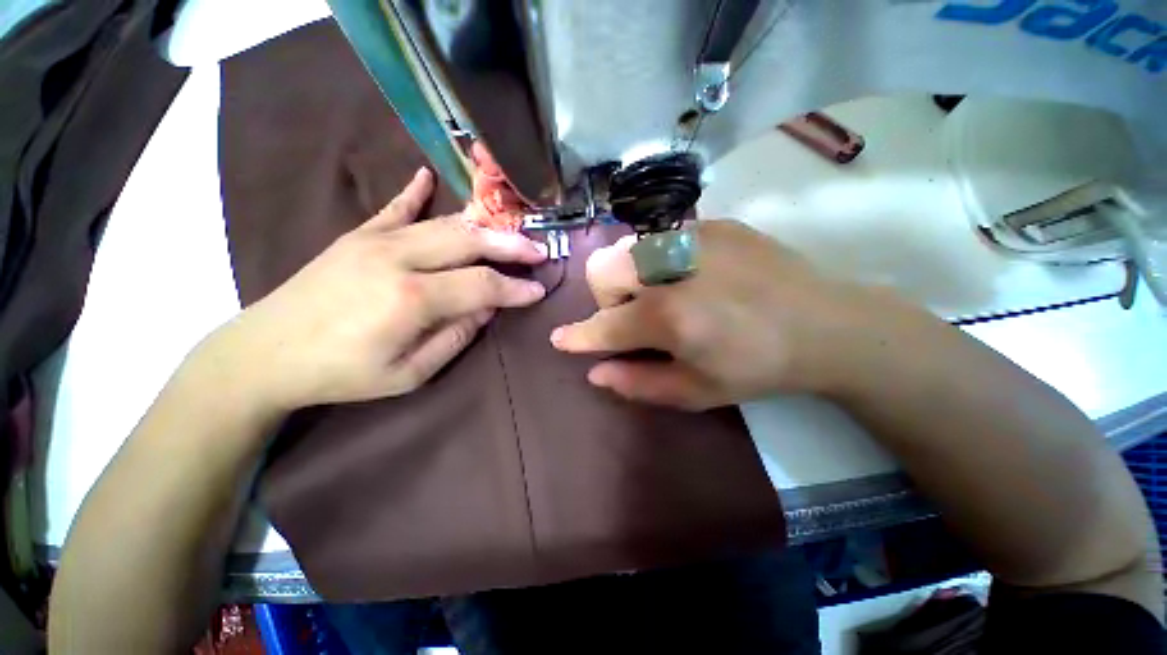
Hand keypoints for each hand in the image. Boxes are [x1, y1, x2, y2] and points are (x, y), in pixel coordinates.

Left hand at [210, 168, 546, 410]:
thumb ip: (455, 337)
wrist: (265, 353)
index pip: (482, 285)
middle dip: (511, 246)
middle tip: (538, 252)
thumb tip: (486, 309)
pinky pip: (394, 208)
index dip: (515, 289)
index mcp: (412, 299)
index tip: (539, 291)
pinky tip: (426, 176)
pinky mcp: (358, 236)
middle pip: (469, 242)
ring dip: (484, 228)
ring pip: (444, 224)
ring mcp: (376, 240)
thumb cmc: (342, 373)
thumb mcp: (410, 372)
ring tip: (510, 233)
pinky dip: (415, 193)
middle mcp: (398, 259)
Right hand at [551, 219, 879, 409]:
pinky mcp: (713, 224)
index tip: (559, 340)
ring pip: (627, 249)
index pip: (603, 326)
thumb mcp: (696, 390)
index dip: (578, 336)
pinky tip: (693, 276)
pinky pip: (662, 238)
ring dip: (631, 277)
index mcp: (667, 315)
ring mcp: (691, 237)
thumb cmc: (758, 366)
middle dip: (608, 299)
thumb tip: (596, 372)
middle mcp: (670, 268)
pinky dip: (660, 261)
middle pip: (602, 271)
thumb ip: (638, 382)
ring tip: (665, 294)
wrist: (825, 323)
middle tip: (638, 317)